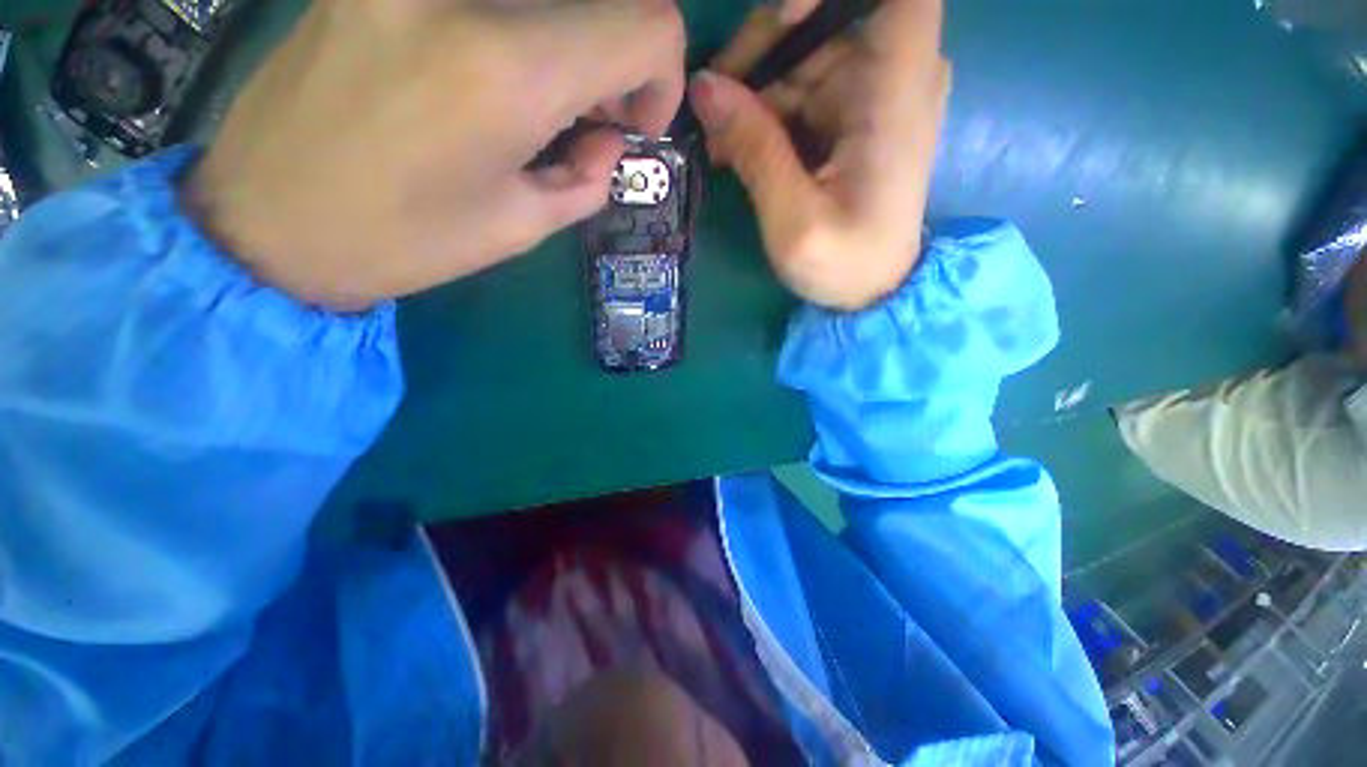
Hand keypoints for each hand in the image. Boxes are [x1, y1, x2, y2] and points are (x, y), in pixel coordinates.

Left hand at [187, 0, 685, 309]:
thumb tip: (609, 139)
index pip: (648, 25)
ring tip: (546, 97)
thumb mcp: (520, 227)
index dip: (663, 77)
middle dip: (621, 53)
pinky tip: (495, 67)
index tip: (634, 125)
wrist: (266, 222)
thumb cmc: (403, 242)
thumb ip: (586, 178)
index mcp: (507, 71)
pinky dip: (520, 25)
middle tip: (595, 111)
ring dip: (571, 35)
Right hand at [689, 0, 948, 310]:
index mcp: (896, 91)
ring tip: (717, 143)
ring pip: (805, 56)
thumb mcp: (793, 219)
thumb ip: (755, 151)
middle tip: (711, 102)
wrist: (874, 292)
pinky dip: (766, 114)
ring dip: (754, 92)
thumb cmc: (843, 265)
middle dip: (762, 51)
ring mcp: (873, 96)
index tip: (782, 19)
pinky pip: (804, 90)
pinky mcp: (853, 118)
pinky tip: (737, 148)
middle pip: (826, 21)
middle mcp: (893, 77)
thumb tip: (704, 88)